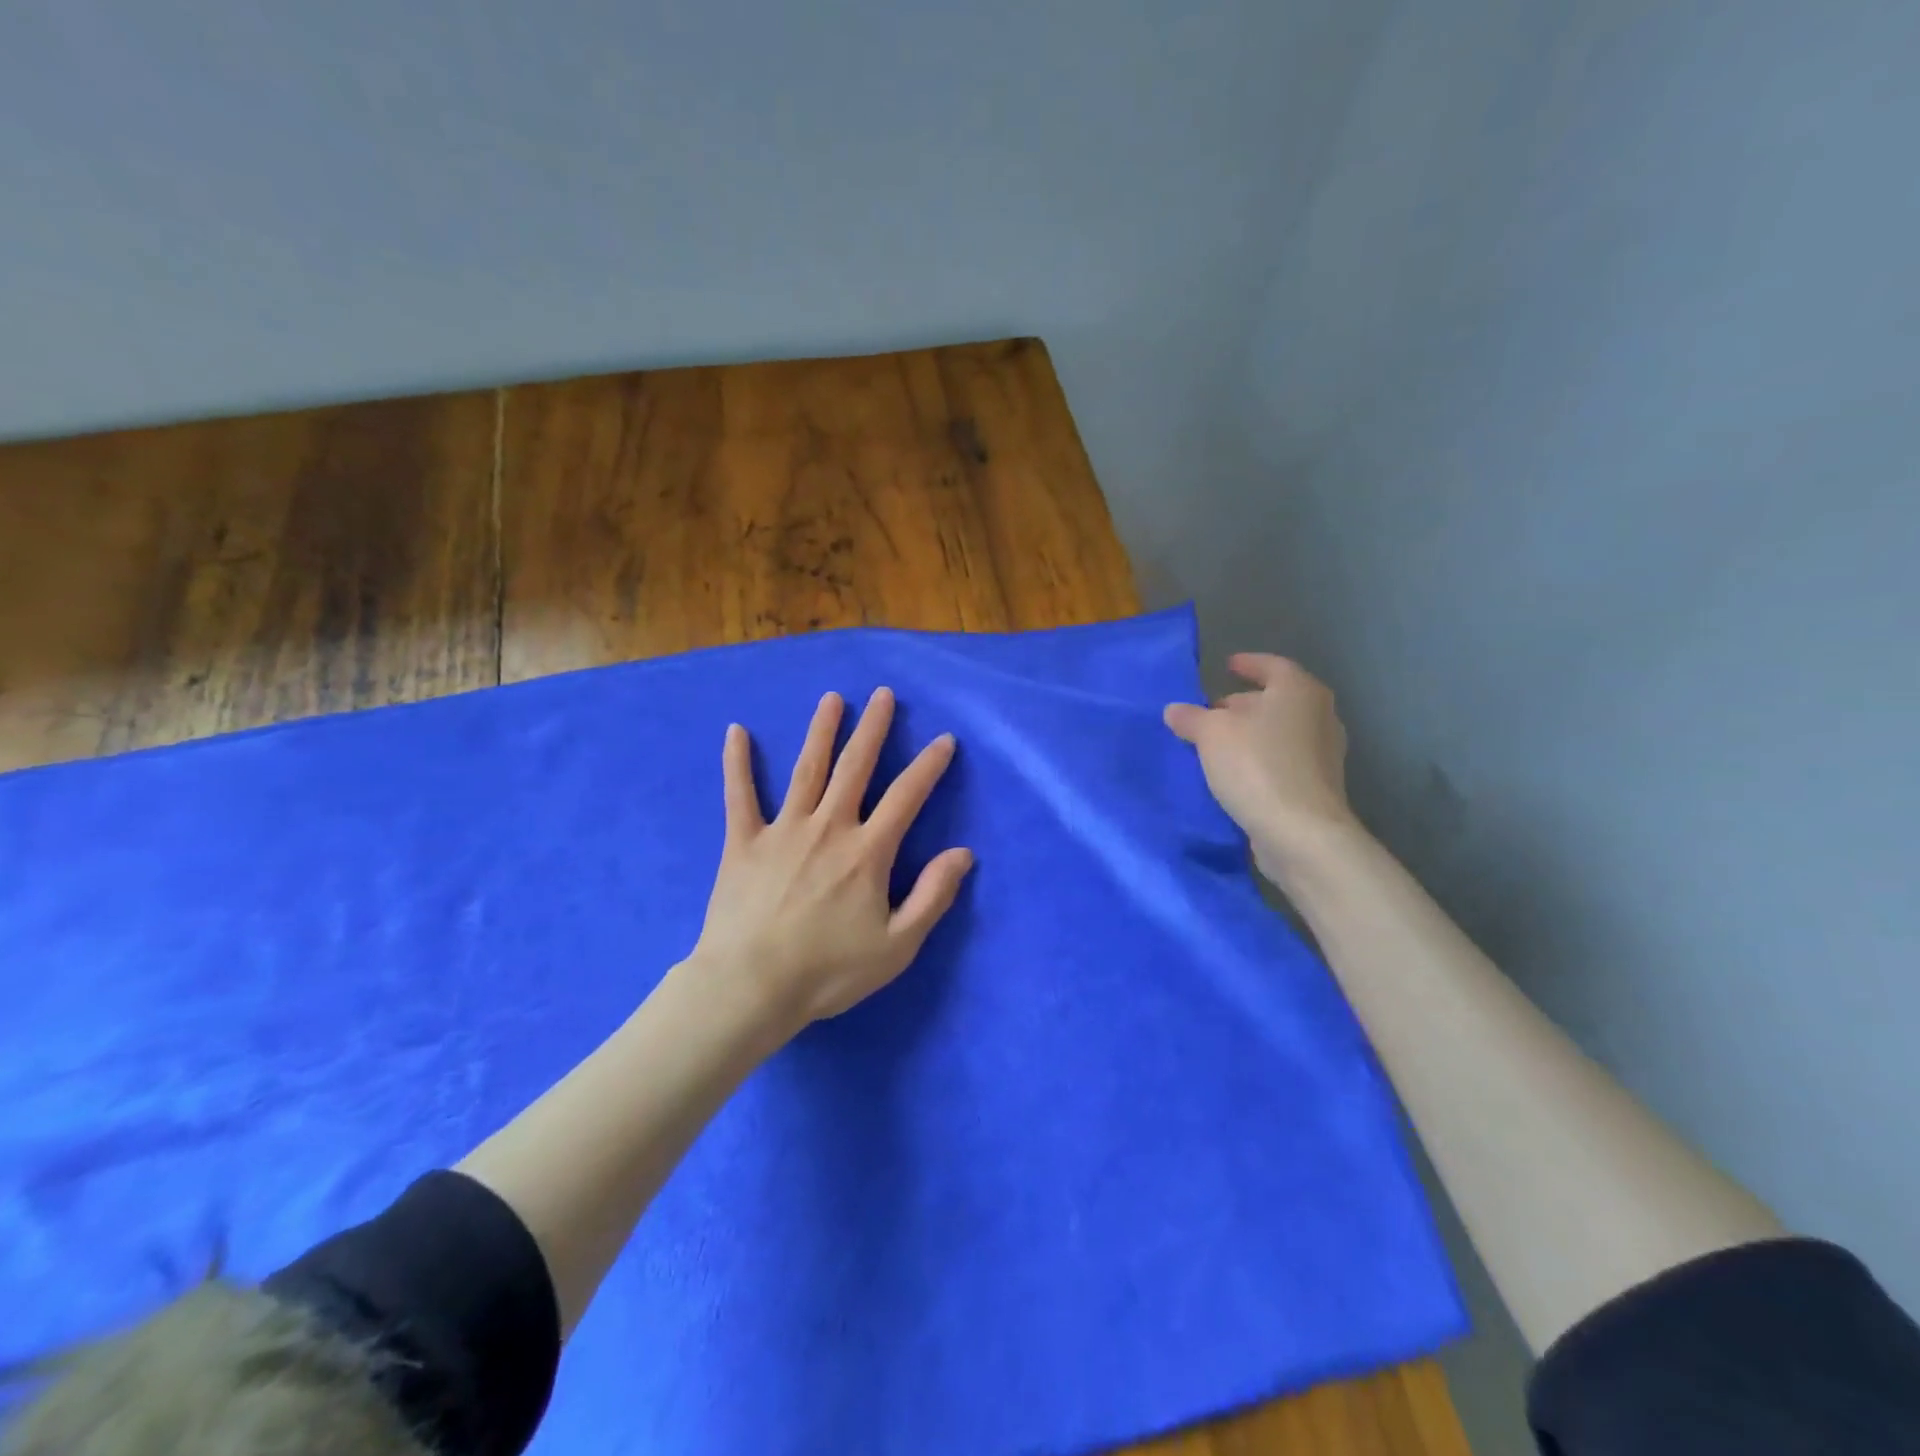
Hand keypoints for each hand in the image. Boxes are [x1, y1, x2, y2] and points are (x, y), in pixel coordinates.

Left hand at [690, 687, 973, 1034]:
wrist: (751, 987)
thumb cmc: (828, 971)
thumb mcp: (897, 945)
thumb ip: (933, 896)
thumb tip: (964, 853)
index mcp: (867, 851)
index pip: (906, 796)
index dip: (928, 766)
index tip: (943, 740)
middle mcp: (828, 827)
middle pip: (855, 767)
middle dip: (873, 728)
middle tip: (882, 694)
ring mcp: (783, 830)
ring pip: (807, 770)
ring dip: (821, 731)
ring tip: (832, 699)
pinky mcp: (744, 842)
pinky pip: (740, 795)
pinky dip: (737, 762)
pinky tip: (735, 731)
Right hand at [1163, 654, 1358, 879]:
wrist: (1300, 832)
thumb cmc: (1257, 766)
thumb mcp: (1211, 734)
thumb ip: (1191, 718)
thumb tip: (1174, 710)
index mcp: (1299, 691)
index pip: (1272, 665)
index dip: (1248, 664)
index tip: (1226, 666)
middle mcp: (1319, 716)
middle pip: (1276, 700)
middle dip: (1242, 704)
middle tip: (1211, 712)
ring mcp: (1323, 754)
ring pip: (1279, 733)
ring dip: (1249, 735)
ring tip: (1216, 745)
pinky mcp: (1317, 786)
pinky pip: (1282, 762)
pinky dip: (1259, 760)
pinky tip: (1233, 773)